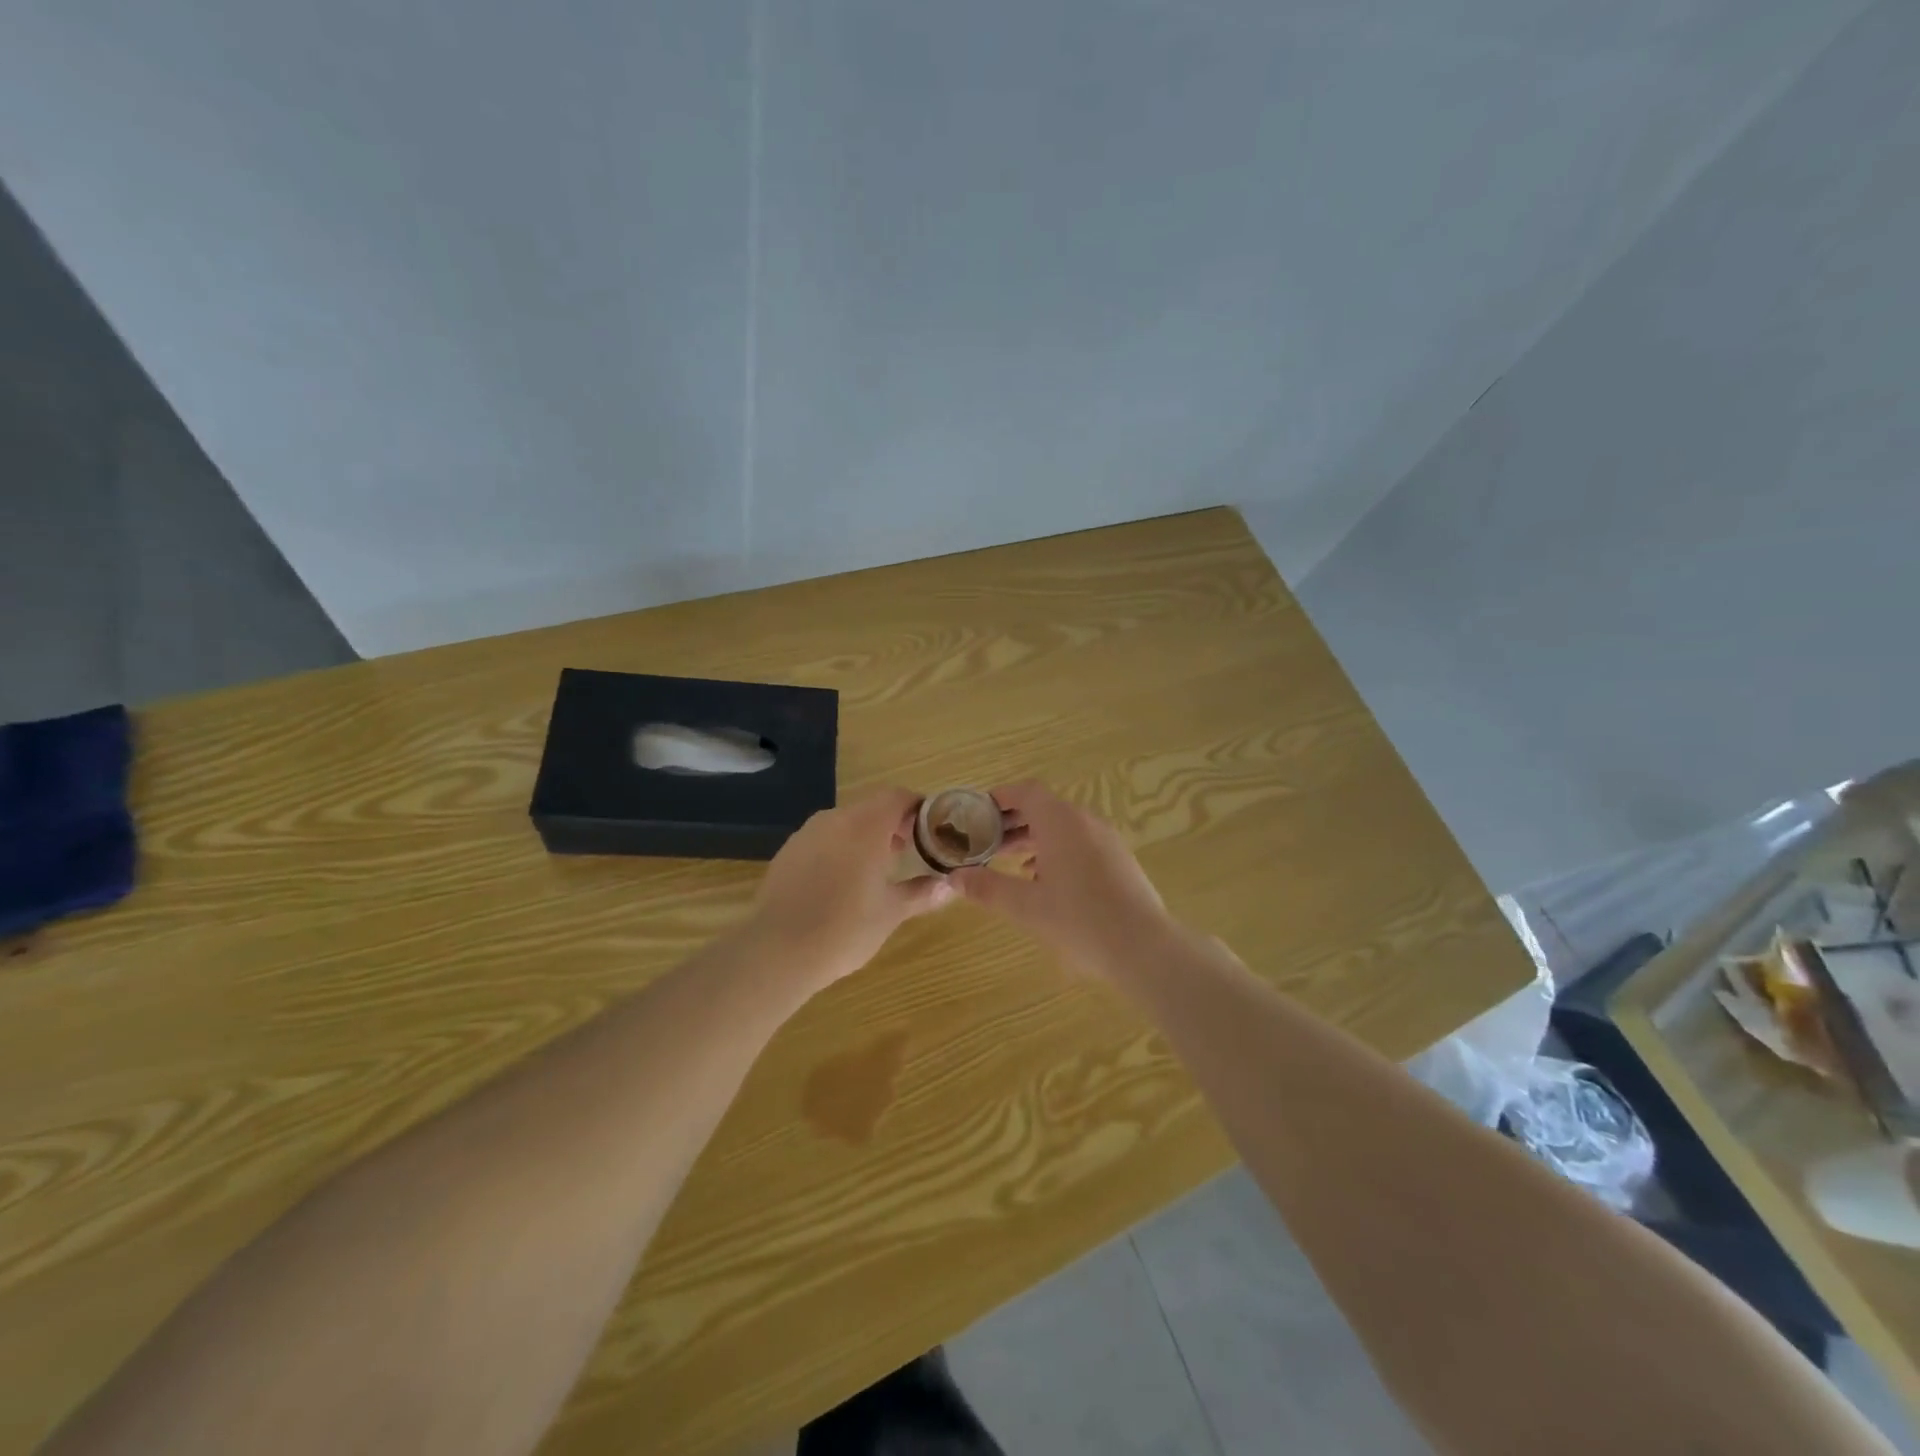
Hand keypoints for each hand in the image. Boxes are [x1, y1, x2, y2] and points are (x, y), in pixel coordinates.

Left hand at [745, 787, 954, 989]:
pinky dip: (840, 849)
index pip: (898, 797)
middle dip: (893, 824)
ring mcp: (807, 834)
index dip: (918, 808)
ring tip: (877, 869)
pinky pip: (822, 839)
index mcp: (865, 826)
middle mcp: (835, 819)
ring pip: (845, 822)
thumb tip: (949, 886)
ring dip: (865, 836)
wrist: (777, 951)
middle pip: (871, 807)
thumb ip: (922, 893)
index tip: (931, 829)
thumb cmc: (845, 928)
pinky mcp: (787, 852)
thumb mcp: (891, 912)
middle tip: (909, 851)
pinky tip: (842, 882)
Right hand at [951, 781, 1180, 983]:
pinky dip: (1056, 850)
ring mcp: (1106, 840)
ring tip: (1010, 862)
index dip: (1000, 797)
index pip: (1026, 792)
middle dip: (1013, 822)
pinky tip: (1045, 880)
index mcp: (1061, 821)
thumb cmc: (1079, 920)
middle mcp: (1085, 821)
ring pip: (1063, 827)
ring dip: (1034, 838)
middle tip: (986, 842)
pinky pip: (1080, 842)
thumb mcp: (1026, 907)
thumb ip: (987, 888)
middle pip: (1043, 808)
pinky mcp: (1119, 860)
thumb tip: (954, 878)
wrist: (1144, 947)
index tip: (977, 813)